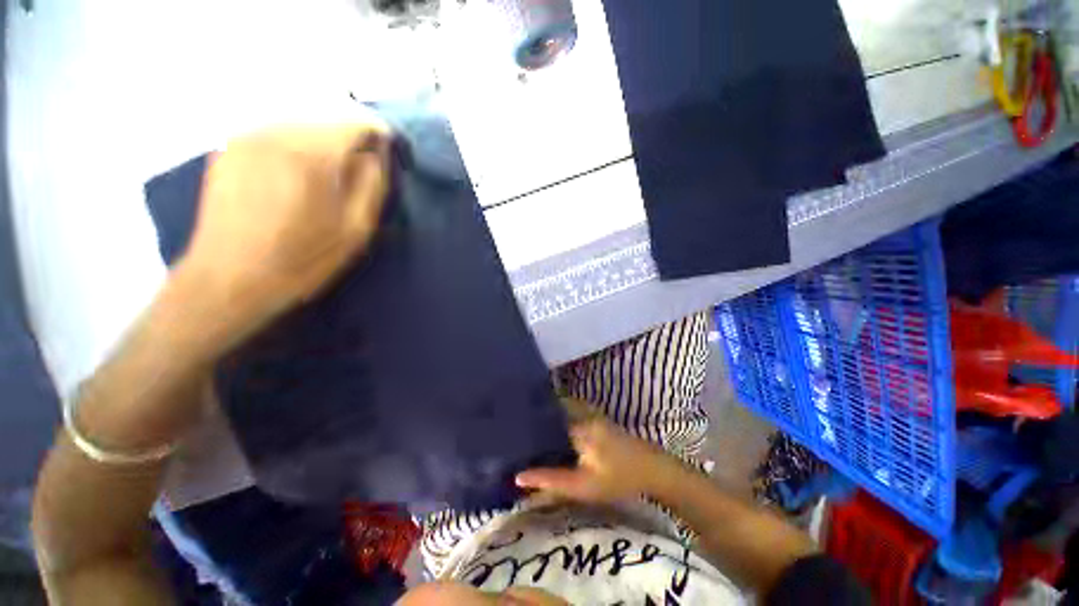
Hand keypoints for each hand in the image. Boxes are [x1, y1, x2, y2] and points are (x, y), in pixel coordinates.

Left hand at [178, 123, 390, 341]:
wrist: (228, 280)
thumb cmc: (301, 261)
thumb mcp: (354, 231)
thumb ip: (372, 185)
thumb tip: (377, 153)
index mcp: (310, 157)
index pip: (354, 122)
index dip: (376, 133)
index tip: (387, 150)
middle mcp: (275, 134)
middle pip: (326, 117)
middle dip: (349, 138)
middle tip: (360, 168)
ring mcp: (245, 137)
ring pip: (299, 123)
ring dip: (322, 142)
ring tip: (328, 175)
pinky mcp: (227, 148)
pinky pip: (274, 133)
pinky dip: (295, 146)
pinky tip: (296, 176)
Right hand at [515, 400, 680, 503]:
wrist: (652, 469)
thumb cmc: (618, 479)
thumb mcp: (583, 486)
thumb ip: (551, 480)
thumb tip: (518, 476)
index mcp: (577, 426)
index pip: (545, 417)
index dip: (527, 421)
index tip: (509, 427)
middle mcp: (582, 412)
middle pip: (551, 409)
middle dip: (534, 416)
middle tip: (515, 427)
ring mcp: (591, 412)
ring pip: (561, 409)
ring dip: (546, 415)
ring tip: (527, 427)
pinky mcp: (596, 416)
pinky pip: (571, 411)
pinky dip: (558, 417)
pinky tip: (551, 430)